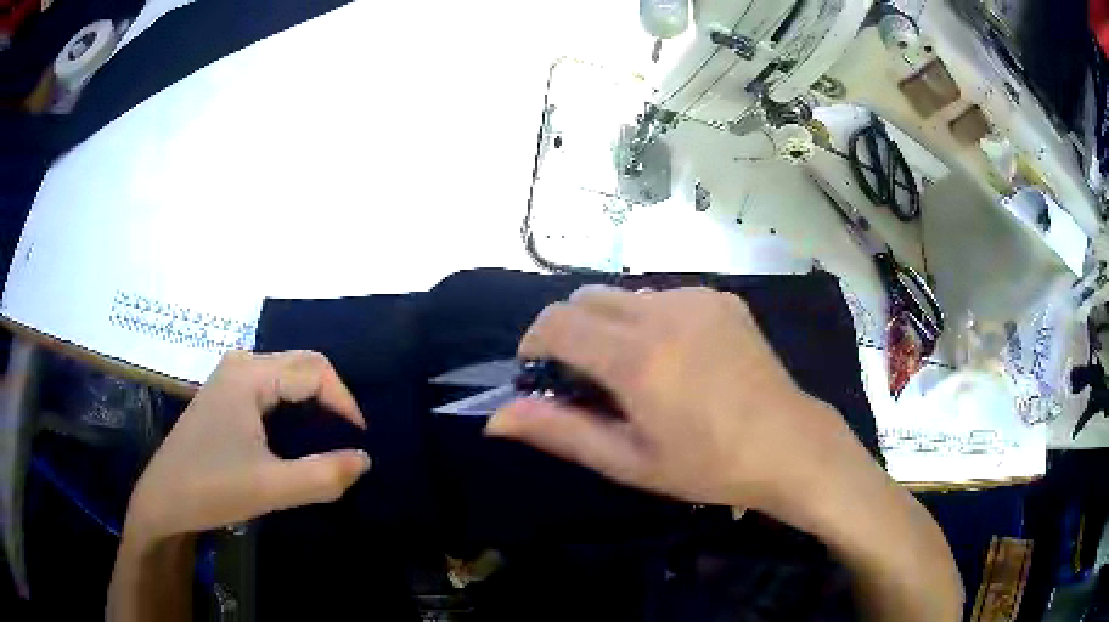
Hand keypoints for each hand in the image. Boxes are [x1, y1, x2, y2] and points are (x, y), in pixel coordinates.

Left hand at [124, 351, 371, 543]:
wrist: (163, 499)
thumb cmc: (212, 489)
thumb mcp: (271, 488)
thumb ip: (323, 476)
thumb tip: (364, 459)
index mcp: (249, 375)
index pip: (315, 370)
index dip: (345, 403)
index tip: (360, 443)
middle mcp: (241, 364)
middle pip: (301, 365)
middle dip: (331, 399)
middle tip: (348, 441)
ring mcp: (230, 378)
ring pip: (287, 376)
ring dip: (313, 403)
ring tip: (329, 440)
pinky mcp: (225, 395)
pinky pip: (271, 389)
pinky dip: (294, 408)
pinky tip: (297, 437)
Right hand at [486, 286, 876, 527]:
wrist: (788, 444)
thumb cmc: (707, 465)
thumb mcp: (628, 460)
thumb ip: (559, 431)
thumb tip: (495, 419)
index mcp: (637, 357)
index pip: (556, 322)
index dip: (534, 344)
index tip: (541, 375)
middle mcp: (663, 311)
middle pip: (585, 299)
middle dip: (568, 332)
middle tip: (586, 379)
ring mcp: (697, 298)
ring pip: (624, 295)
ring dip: (609, 325)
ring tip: (635, 371)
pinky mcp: (721, 297)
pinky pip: (664, 296)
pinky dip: (649, 319)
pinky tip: (676, 358)